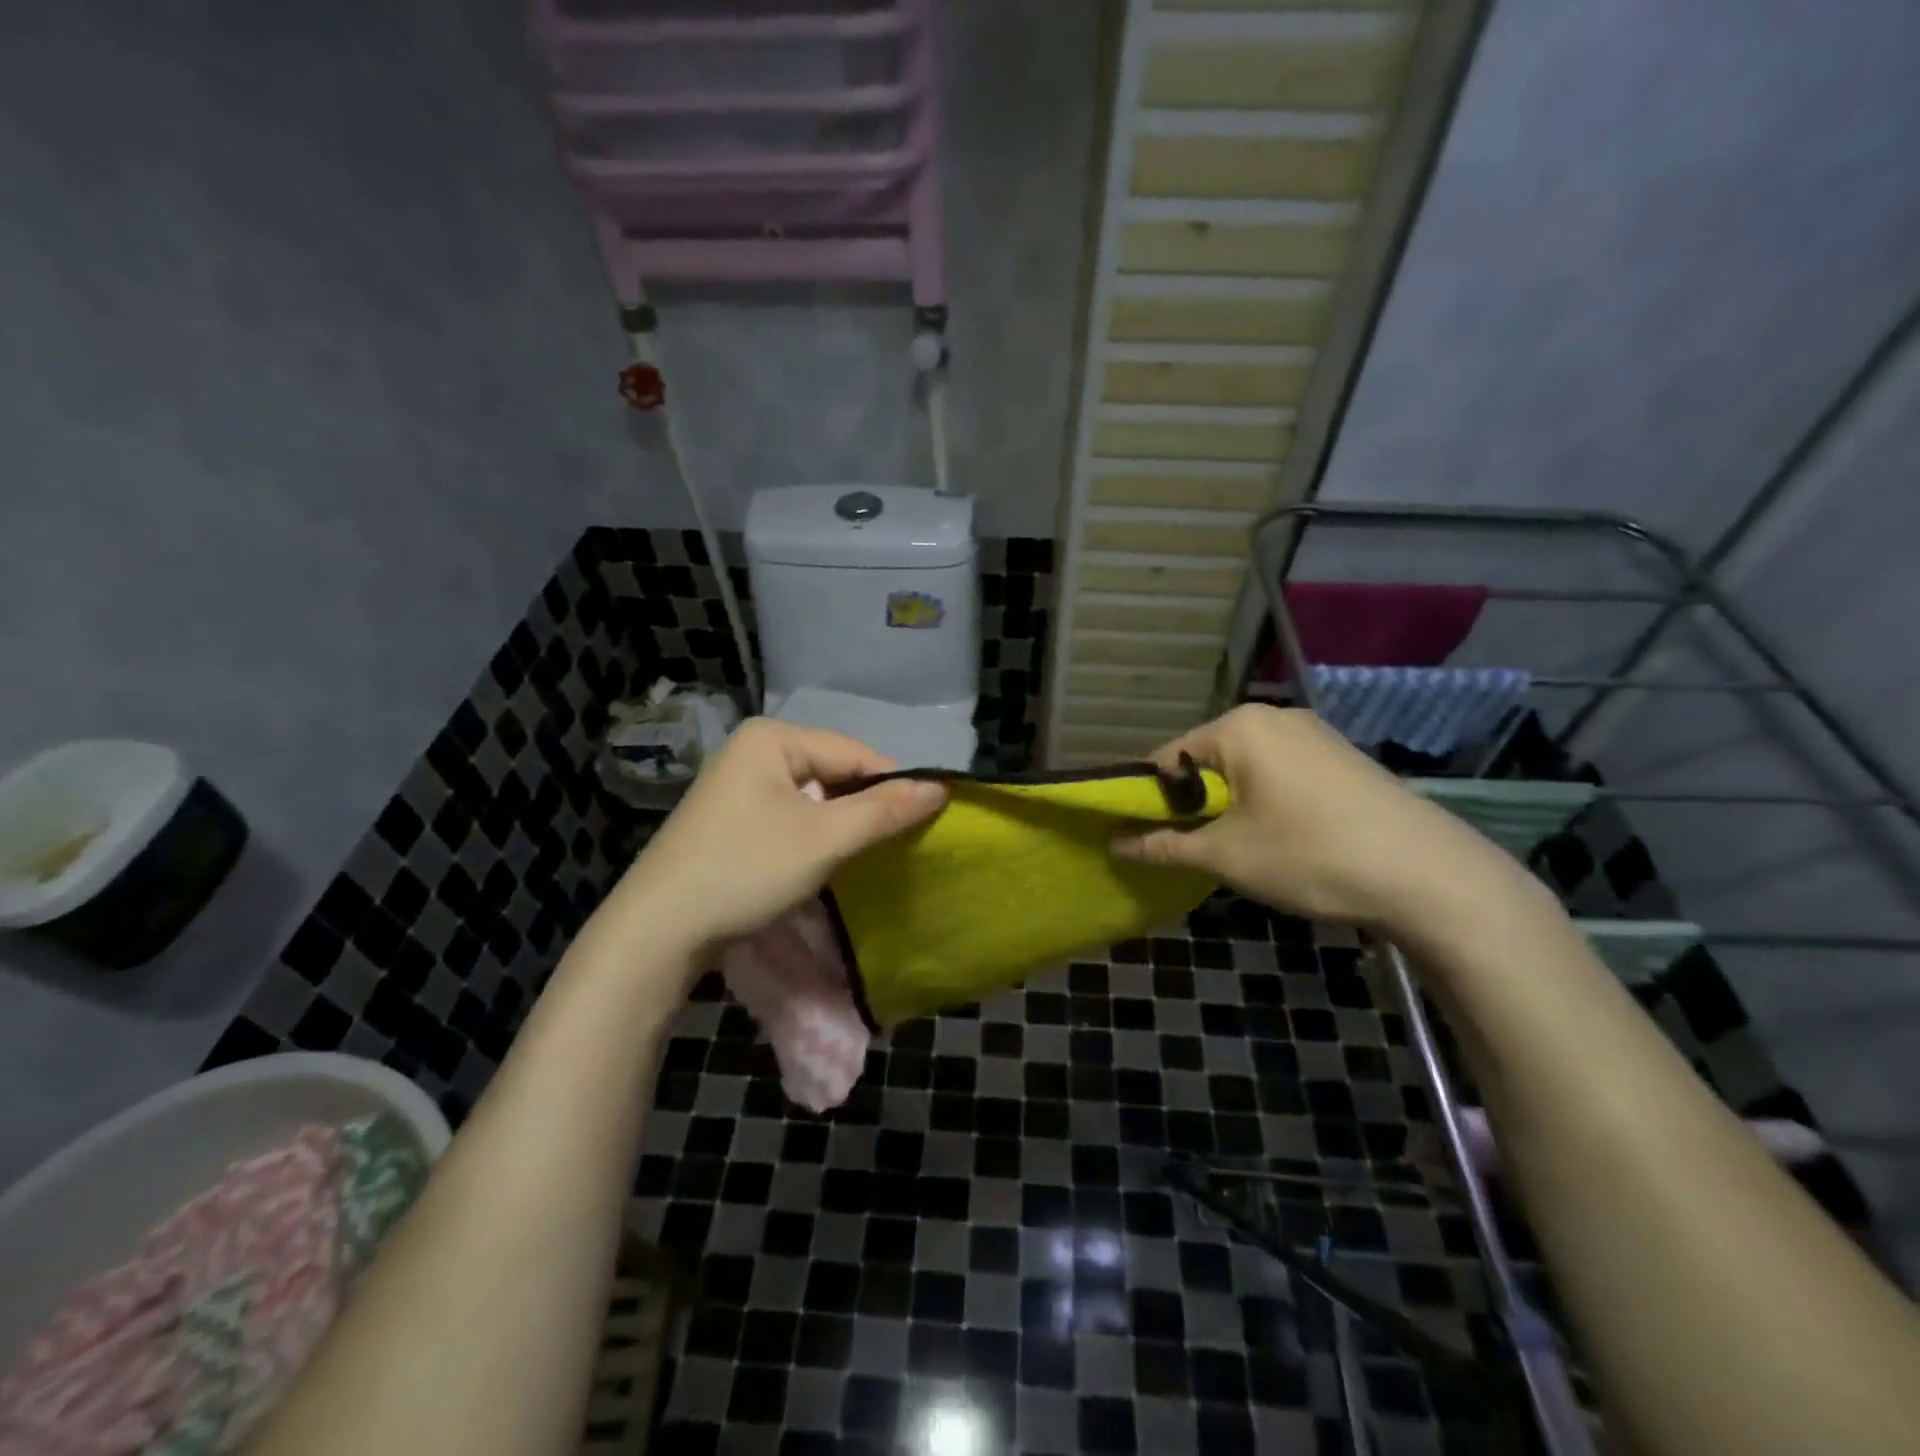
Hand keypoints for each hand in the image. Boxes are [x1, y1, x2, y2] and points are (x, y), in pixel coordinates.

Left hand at [609, 718, 946, 955]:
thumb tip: (942, 787)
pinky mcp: (732, 818)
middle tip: (896, 846)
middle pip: (834, 773)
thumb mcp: (824, 839)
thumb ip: (884, 810)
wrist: (657, 931)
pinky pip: (791, 816)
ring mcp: (739, 784)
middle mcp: (754, 750)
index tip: (926, 823)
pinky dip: (815, 837)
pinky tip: (826, 863)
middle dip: (865, 807)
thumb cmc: (745, 871)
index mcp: (772, 737)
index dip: (893, 786)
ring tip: (866, 857)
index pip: (855, 753)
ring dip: (842, 825)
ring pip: (815, 797)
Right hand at [1111, 705, 1520, 930]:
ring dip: (1229, 806)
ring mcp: (1314, 734)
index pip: (1166, 758)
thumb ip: (1163, 845)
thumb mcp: (1226, 856)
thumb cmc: (1311, 855)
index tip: (1145, 838)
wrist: (1430, 876)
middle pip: (1206, 761)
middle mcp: (1275, 717)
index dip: (1148, 800)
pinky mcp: (1342, 757)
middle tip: (1197, 850)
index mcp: (1238, 727)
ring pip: (1244, 769)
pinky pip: (1280, 773)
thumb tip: (1115, 844)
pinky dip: (1266, 802)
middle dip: (1193, 804)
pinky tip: (1284, 840)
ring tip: (1242, 850)